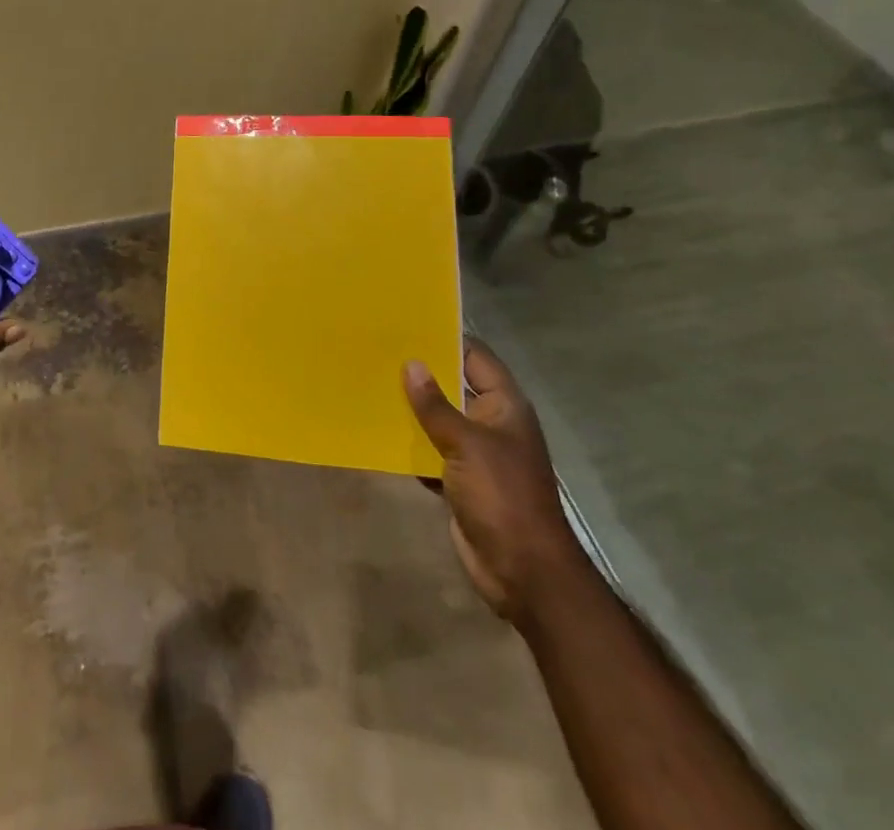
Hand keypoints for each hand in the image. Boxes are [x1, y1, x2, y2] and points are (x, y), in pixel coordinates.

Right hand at [402, 340, 583, 628]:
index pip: (475, 357)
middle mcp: (492, 423)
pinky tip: (378, 429)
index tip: (407, 322)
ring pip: (439, 419)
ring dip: (412, 408)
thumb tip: (411, 365)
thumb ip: (435, 406)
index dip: (446, 338)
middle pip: (454, 386)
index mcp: (504, 406)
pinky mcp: (460, 480)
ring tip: (371, 382)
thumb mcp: (466, 444)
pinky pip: (430, 450)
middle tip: (378, 349)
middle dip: (421, 373)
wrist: (523, 571)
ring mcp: (477, 453)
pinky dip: (410, 443)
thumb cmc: (502, 496)